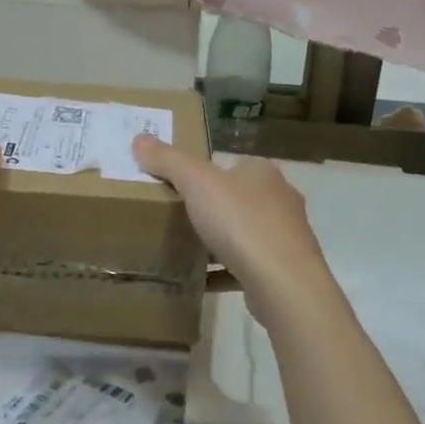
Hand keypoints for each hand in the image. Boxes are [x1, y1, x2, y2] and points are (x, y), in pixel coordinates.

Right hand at [131, 136, 342, 330]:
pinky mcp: (282, 271)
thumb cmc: (241, 222)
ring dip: (218, 241)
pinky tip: (199, 280)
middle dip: (211, 207)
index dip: (205, 171)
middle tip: (176, 216)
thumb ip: (168, 161)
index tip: (178, 185)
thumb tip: (139, 139)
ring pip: (243, 234)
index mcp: (262, 172)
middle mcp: (279, 199)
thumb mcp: (197, 183)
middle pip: (237, 198)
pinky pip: (244, 267)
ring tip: (185, 248)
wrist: (283, 284)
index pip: (231, 164)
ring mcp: (284, 237)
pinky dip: (223, 272)